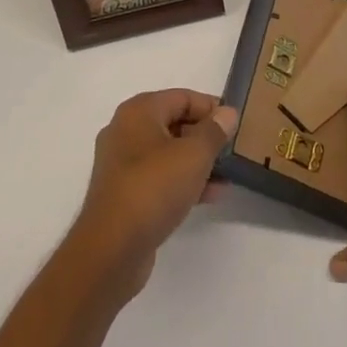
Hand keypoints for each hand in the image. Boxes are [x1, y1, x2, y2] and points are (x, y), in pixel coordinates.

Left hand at [68, 88, 236, 301]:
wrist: (112, 249)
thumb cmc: (154, 188)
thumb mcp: (194, 155)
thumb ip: (214, 131)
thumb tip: (227, 113)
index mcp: (138, 112)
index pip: (182, 97)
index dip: (211, 108)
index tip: (235, 124)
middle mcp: (126, 131)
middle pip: (174, 123)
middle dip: (205, 137)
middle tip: (232, 150)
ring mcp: (122, 165)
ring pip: (168, 154)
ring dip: (197, 162)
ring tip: (226, 176)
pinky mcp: (124, 194)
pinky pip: (159, 178)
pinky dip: (183, 182)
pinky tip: (209, 196)